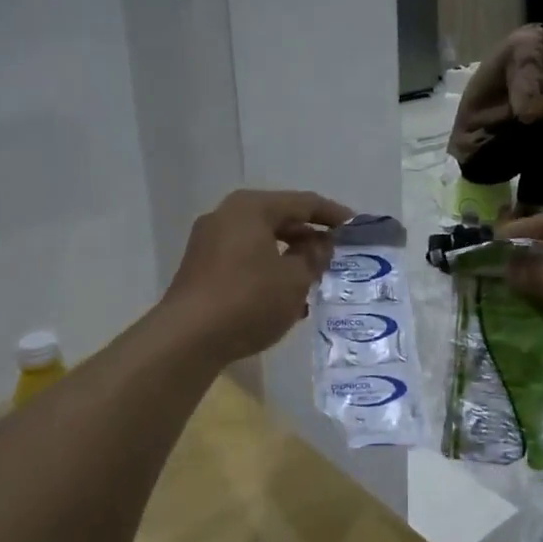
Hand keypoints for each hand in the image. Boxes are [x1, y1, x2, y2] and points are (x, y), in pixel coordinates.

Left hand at [161, 190, 352, 361]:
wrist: (186, 339)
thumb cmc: (248, 300)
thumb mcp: (295, 279)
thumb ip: (314, 257)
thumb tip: (322, 244)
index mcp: (251, 208)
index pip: (302, 202)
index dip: (332, 214)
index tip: (355, 226)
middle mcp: (226, 215)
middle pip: (279, 218)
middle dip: (309, 236)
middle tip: (336, 252)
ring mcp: (209, 241)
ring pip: (261, 240)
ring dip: (289, 256)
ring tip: (315, 276)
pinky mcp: (201, 267)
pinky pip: (244, 258)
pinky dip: (268, 268)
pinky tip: (285, 294)